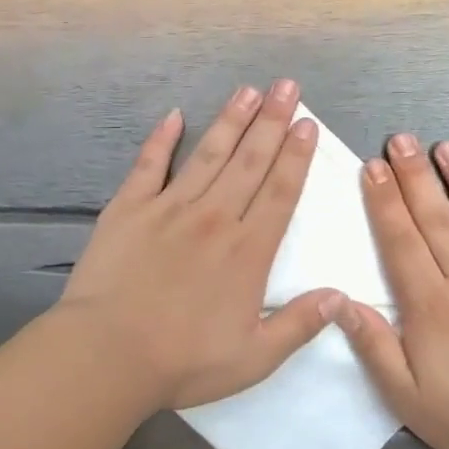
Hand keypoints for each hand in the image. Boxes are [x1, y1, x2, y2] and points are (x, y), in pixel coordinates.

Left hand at [60, 79, 341, 411]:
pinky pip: (149, 165)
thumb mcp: (255, 358)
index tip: (306, 124)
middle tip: (287, 87)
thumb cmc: (184, 361)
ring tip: (248, 91)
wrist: (108, 354)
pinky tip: (174, 116)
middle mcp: (214, 218)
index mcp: (248, 252)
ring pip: (207, 154)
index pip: (281, 192)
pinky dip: (162, 139)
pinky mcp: (128, 209)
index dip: (296, 155)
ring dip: (230, 120)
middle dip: (272, 121)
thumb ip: (299, 324)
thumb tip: (340, 296)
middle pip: (249, 161)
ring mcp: (169, 208)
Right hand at [337, 134, 448, 448]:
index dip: (384, 201)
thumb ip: (373, 345)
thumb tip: (339, 301)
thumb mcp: (405, 395)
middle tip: (401, 140)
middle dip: (415, 176)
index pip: (401, 240)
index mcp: (432, 304)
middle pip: (437, 219)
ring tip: (448, 146)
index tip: (371, 166)